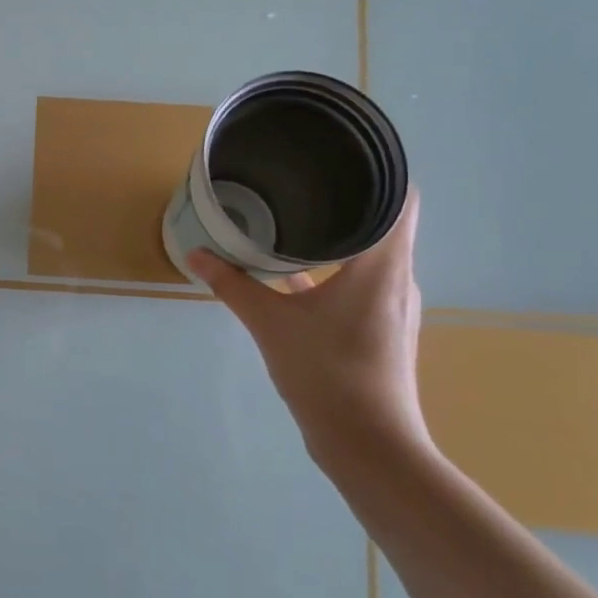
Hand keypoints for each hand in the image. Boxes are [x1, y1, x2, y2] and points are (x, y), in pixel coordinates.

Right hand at [190, 191, 430, 475]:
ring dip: (340, 235)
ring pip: (371, 253)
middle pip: (385, 221)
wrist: (367, 445)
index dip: (381, 169)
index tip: (343, 152)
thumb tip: (195, 254)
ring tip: (297, 214)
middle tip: (304, 176)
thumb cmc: (326, 373)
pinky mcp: (381, 327)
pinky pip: (361, 281)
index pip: (402, 199)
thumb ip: (232, 285)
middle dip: (348, 198)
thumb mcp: (270, 324)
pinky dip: (335, 268)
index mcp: (382, 264)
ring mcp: (392, 305)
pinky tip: (296, 271)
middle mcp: (397, 278)